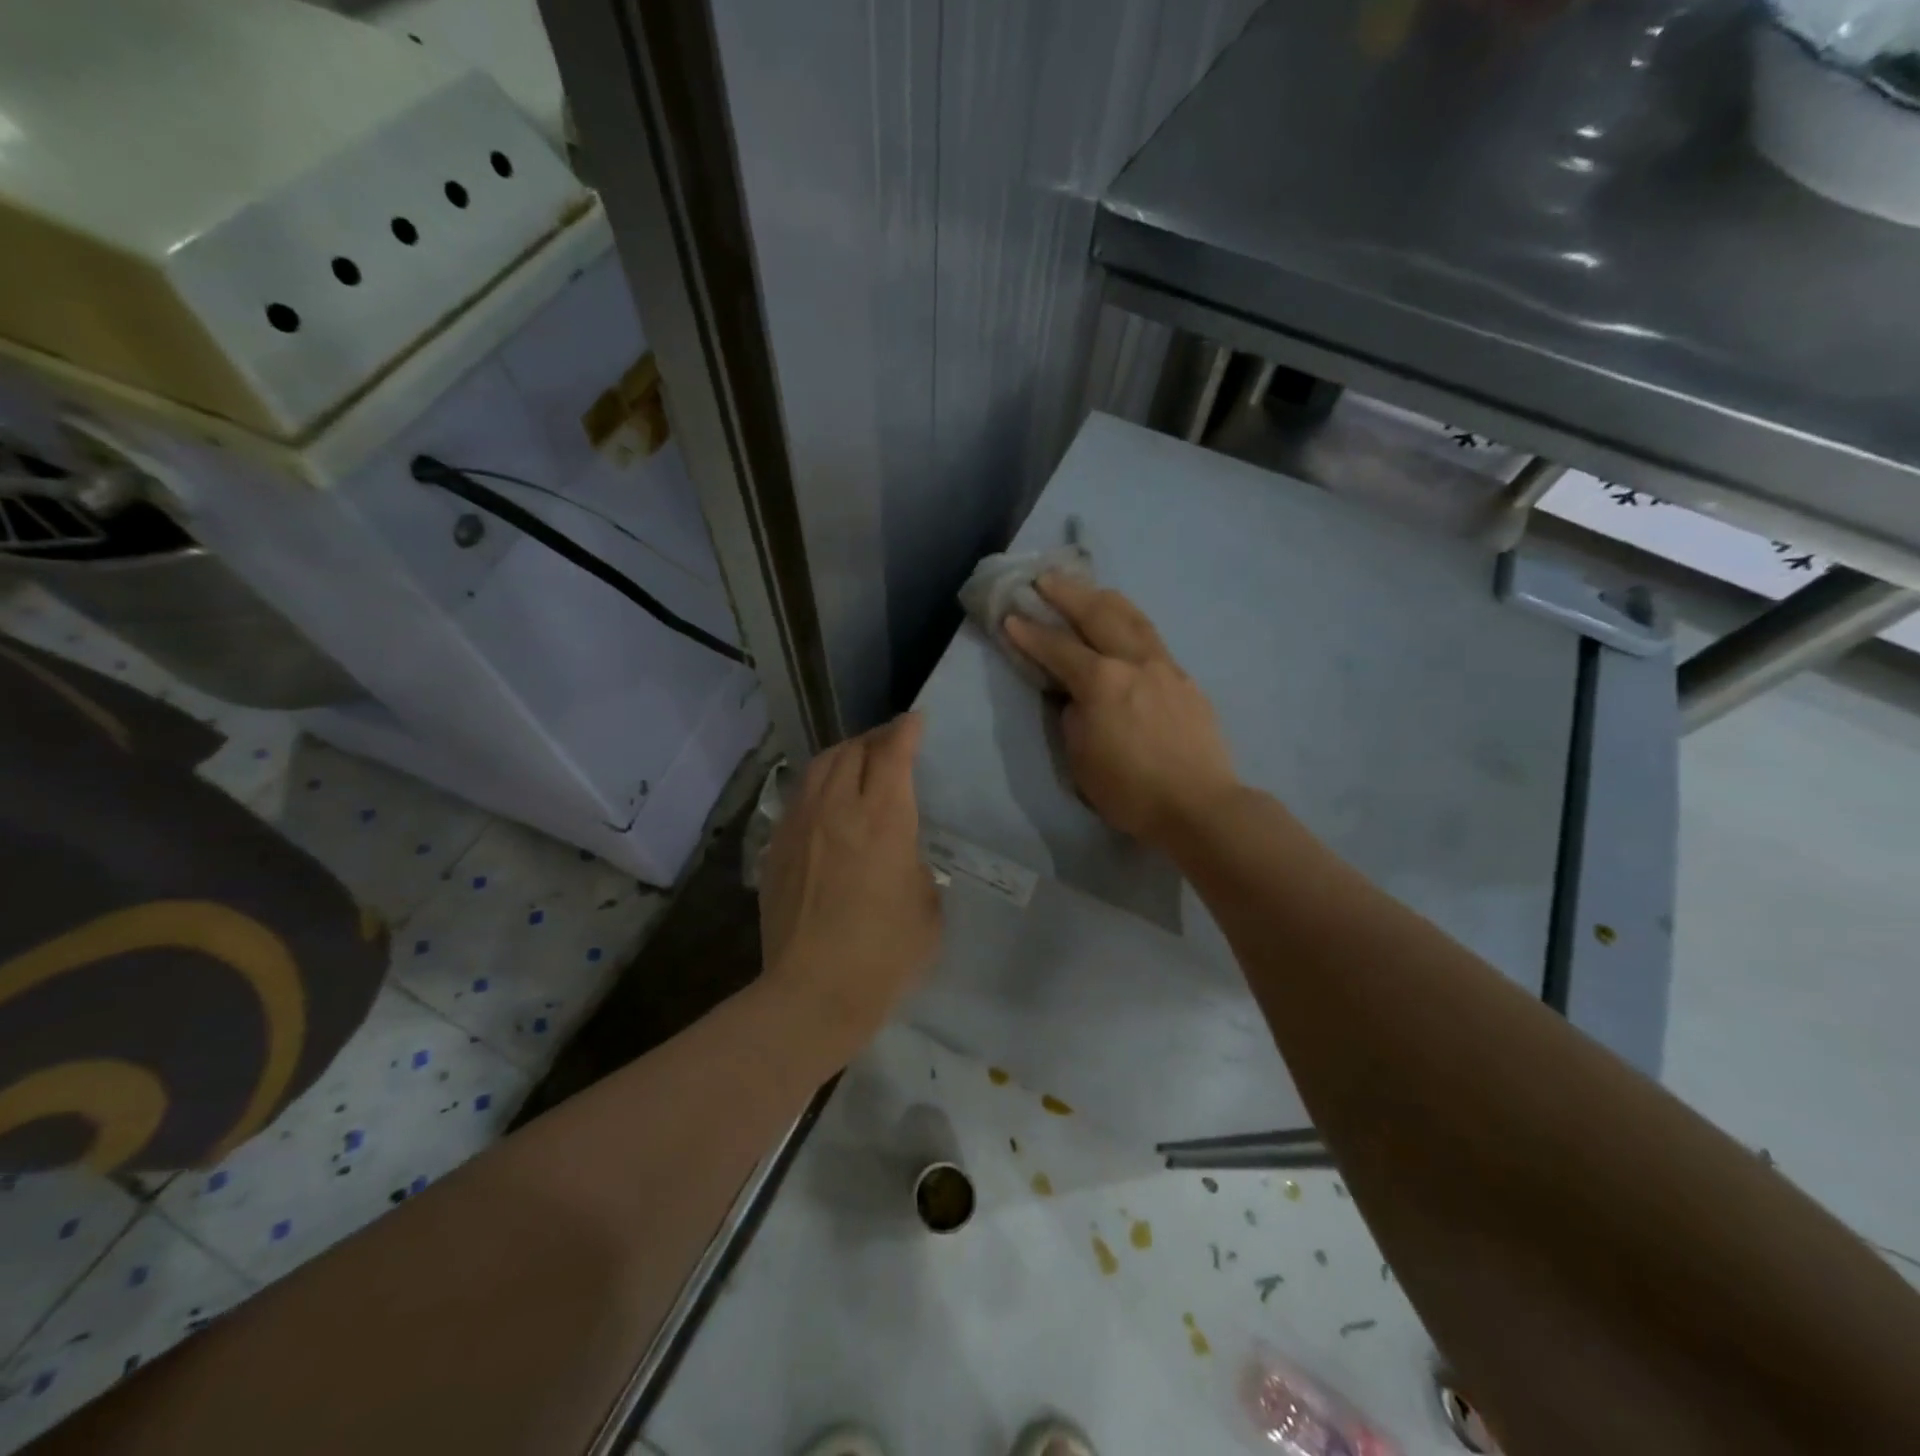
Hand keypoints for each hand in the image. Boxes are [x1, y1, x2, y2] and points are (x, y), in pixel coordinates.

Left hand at [758, 713, 941, 1052]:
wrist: (812, 993)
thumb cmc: (884, 956)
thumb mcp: (927, 909)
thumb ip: (915, 866)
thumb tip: (900, 855)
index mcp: (883, 821)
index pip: (893, 755)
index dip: (905, 731)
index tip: (915, 720)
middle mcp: (838, 810)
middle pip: (852, 751)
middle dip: (874, 739)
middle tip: (889, 743)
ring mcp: (800, 827)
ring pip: (818, 767)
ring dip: (842, 755)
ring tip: (856, 761)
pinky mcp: (776, 849)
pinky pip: (798, 798)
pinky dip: (818, 785)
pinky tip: (826, 801)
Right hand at [1005, 576, 1238, 847]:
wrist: (1200, 806)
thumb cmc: (1131, 791)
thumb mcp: (1081, 759)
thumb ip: (1075, 716)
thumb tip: (1078, 696)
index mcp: (1102, 682)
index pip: (1058, 648)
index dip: (1030, 632)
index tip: (1010, 616)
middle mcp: (1135, 662)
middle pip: (1099, 614)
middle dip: (1068, 593)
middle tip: (1045, 578)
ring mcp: (1166, 667)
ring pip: (1133, 617)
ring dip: (1104, 598)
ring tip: (1088, 588)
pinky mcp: (1186, 680)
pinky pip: (1152, 639)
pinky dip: (1130, 624)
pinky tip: (1125, 628)